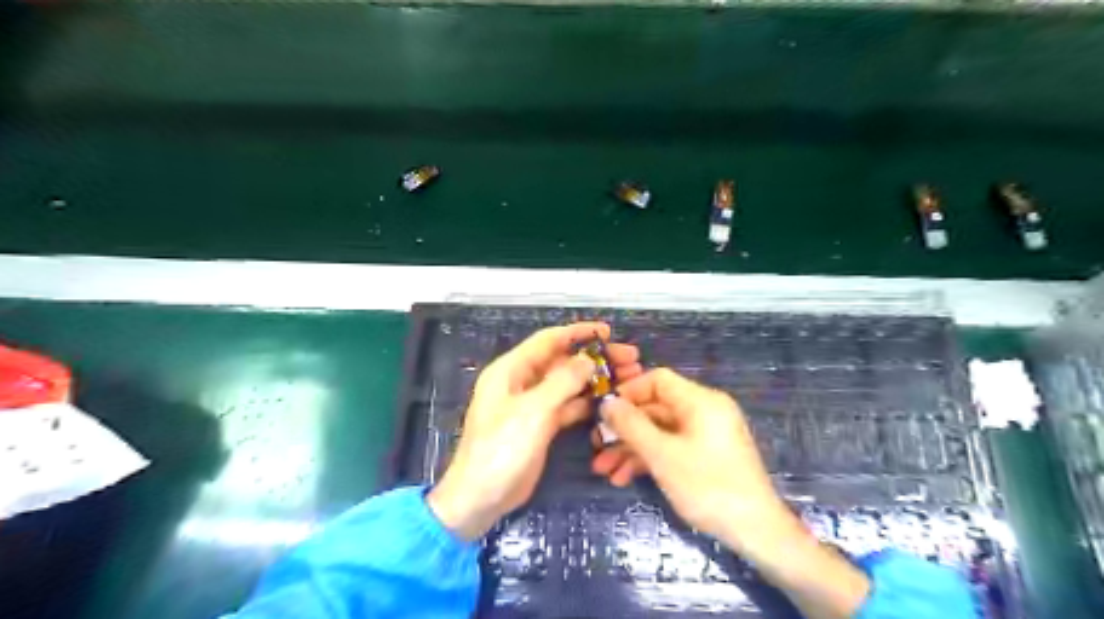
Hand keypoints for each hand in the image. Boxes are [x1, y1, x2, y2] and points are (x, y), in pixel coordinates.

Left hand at [429, 324, 642, 540]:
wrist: (481, 498)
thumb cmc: (502, 449)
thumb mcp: (533, 411)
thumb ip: (563, 382)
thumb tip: (588, 360)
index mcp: (511, 370)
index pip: (548, 341)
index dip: (578, 333)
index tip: (608, 331)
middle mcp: (522, 382)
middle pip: (563, 361)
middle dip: (595, 358)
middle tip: (630, 359)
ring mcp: (532, 405)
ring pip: (568, 384)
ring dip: (596, 380)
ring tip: (630, 378)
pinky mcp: (541, 425)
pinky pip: (568, 406)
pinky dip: (587, 403)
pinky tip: (611, 402)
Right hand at [596, 367, 870, 618]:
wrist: (757, 532)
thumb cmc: (708, 486)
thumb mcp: (662, 454)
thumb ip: (631, 425)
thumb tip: (606, 402)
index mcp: (700, 400)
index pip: (657, 379)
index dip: (628, 392)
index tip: (603, 411)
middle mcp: (704, 411)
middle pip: (655, 408)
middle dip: (624, 429)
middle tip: (597, 447)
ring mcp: (706, 434)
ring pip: (660, 431)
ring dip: (631, 448)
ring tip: (604, 470)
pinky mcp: (706, 455)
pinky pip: (672, 447)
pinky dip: (649, 459)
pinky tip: (625, 478)